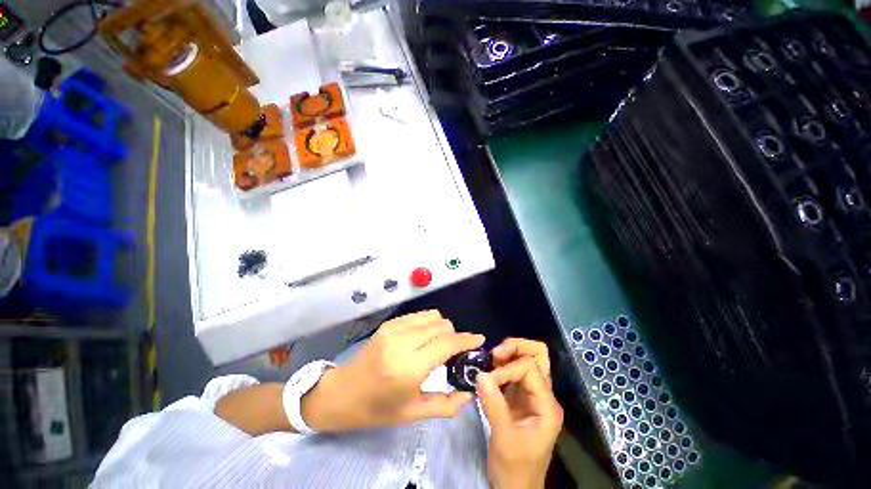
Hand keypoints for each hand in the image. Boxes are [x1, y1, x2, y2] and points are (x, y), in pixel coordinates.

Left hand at [303, 310, 484, 431]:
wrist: (341, 393)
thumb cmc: (377, 408)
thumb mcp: (413, 414)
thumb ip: (446, 404)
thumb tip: (469, 392)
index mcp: (409, 367)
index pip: (447, 343)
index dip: (466, 339)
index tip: (479, 339)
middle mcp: (402, 342)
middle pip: (442, 325)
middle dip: (454, 335)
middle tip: (454, 351)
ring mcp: (394, 329)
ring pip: (432, 316)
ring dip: (442, 327)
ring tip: (438, 343)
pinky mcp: (389, 324)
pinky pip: (419, 315)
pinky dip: (428, 323)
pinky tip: (424, 337)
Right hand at [477, 339, 563, 488]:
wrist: (517, 487)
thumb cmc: (515, 467)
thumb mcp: (504, 437)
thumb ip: (493, 404)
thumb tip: (479, 374)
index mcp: (547, 405)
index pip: (530, 368)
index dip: (508, 368)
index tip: (489, 380)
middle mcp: (543, 394)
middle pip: (537, 354)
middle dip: (516, 347)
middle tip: (495, 354)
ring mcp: (532, 393)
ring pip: (526, 358)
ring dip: (509, 353)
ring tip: (491, 359)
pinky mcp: (520, 396)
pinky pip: (515, 369)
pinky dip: (503, 364)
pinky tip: (491, 369)